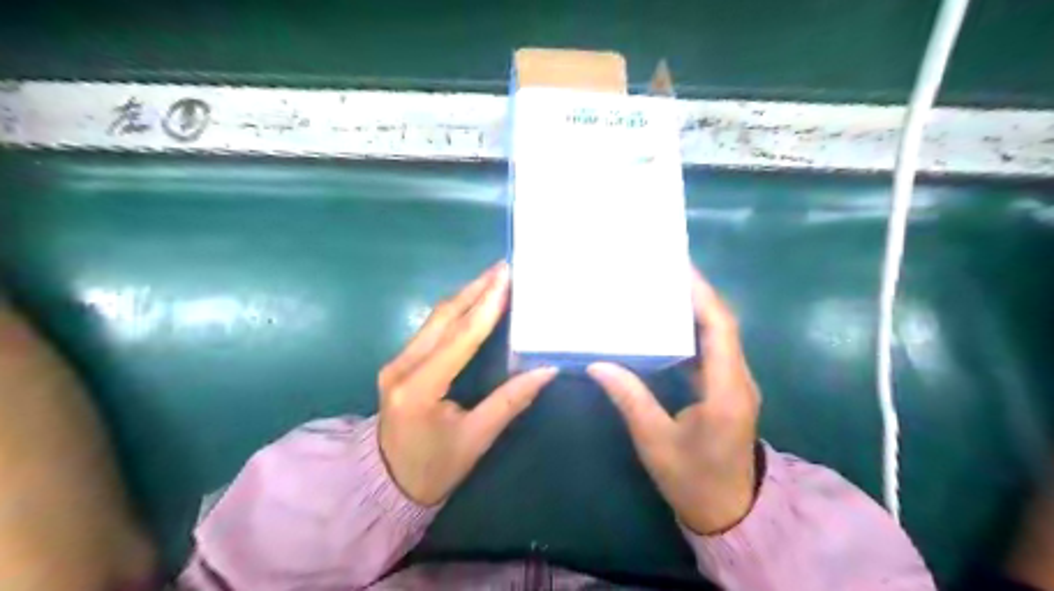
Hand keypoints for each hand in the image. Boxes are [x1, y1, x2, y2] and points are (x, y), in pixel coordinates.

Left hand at [378, 263, 559, 508]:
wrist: (385, 483)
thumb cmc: (434, 468)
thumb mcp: (476, 439)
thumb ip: (510, 401)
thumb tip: (547, 370)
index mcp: (419, 389)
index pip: (460, 339)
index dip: (486, 307)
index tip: (506, 279)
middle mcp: (401, 367)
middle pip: (443, 318)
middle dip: (475, 289)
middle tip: (504, 267)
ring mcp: (395, 362)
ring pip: (434, 318)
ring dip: (465, 296)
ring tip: (493, 277)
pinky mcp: (399, 362)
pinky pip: (430, 327)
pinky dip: (455, 310)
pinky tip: (474, 300)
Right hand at [590, 267, 762, 535]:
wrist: (729, 512)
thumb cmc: (692, 479)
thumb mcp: (655, 441)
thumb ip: (630, 399)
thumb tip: (598, 364)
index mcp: (726, 390)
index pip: (720, 328)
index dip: (702, 295)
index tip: (677, 268)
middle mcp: (738, 379)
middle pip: (722, 324)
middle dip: (696, 294)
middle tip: (662, 273)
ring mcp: (736, 384)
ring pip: (720, 335)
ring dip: (695, 310)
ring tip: (662, 291)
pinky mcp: (727, 389)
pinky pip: (713, 351)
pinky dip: (693, 332)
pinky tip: (668, 326)